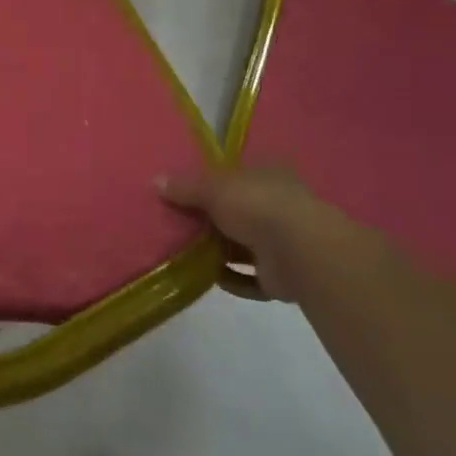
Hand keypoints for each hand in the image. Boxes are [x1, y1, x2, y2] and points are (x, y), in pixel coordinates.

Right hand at [157, 166, 373, 301]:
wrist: (300, 251)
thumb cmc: (257, 205)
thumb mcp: (213, 188)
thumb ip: (185, 187)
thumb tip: (155, 181)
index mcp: (267, 177)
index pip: (236, 177)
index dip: (211, 184)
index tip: (184, 193)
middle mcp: (277, 207)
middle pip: (237, 212)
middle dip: (211, 221)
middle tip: (177, 225)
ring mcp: (283, 243)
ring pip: (243, 246)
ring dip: (219, 252)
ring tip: (185, 254)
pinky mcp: (282, 276)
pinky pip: (250, 278)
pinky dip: (231, 278)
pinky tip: (208, 278)